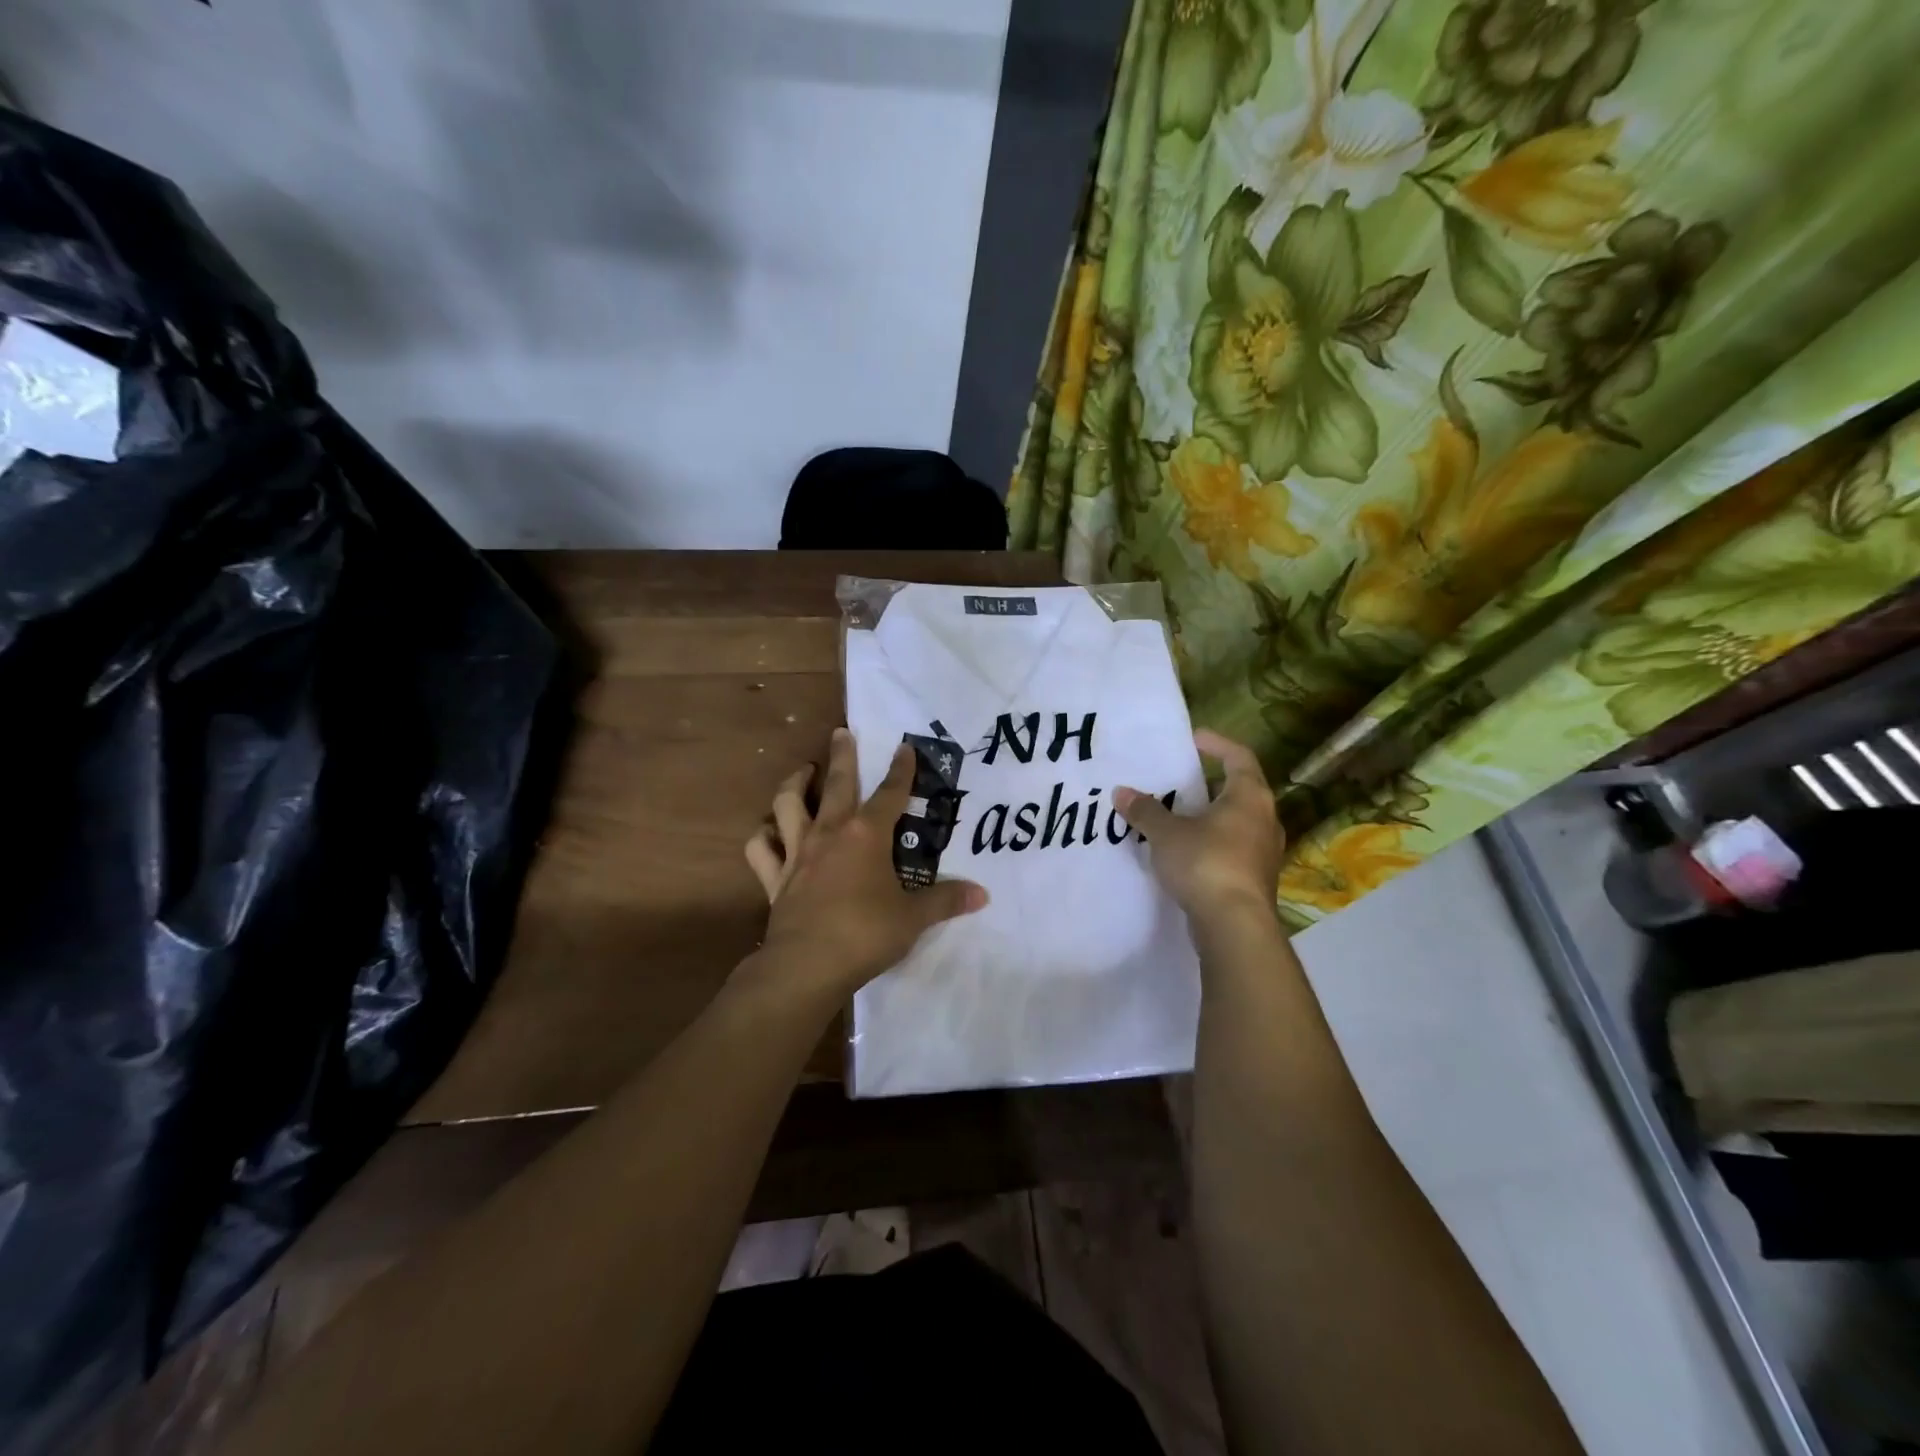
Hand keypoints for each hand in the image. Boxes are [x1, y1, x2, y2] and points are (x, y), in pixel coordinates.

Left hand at [743, 727, 987, 996]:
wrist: (808, 965)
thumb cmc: (866, 934)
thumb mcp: (914, 918)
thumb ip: (946, 901)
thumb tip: (982, 895)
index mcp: (867, 835)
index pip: (890, 793)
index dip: (901, 769)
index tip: (904, 747)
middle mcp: (829, 833)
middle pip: (835, 783)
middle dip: (841, 755)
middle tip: (841, 732)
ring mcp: (797, 853)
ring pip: (788, 805)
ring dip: (794, 784)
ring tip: (802, 773)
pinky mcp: (775, 877)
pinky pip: (761, 849)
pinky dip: (763, 836)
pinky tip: (769, 831)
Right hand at [1115, 730, 1285, 929]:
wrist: (1235, 926)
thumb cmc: (1205, 864)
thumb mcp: (1166, 833)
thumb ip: (1145, 811)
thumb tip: (1121, 792)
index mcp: (1250, 797)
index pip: (1239, 757)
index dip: (1217, 744)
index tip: (1193, 739)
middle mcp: (1265, 820)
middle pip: (1239, 791)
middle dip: (1208, 786)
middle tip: (1178, 783)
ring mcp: (1264, 852)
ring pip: (1236, 823)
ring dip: (1209, 818)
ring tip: (1177, 818)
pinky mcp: (1256, 879)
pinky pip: (1233, 849)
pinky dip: (1211, 844)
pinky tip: (1186, 853)